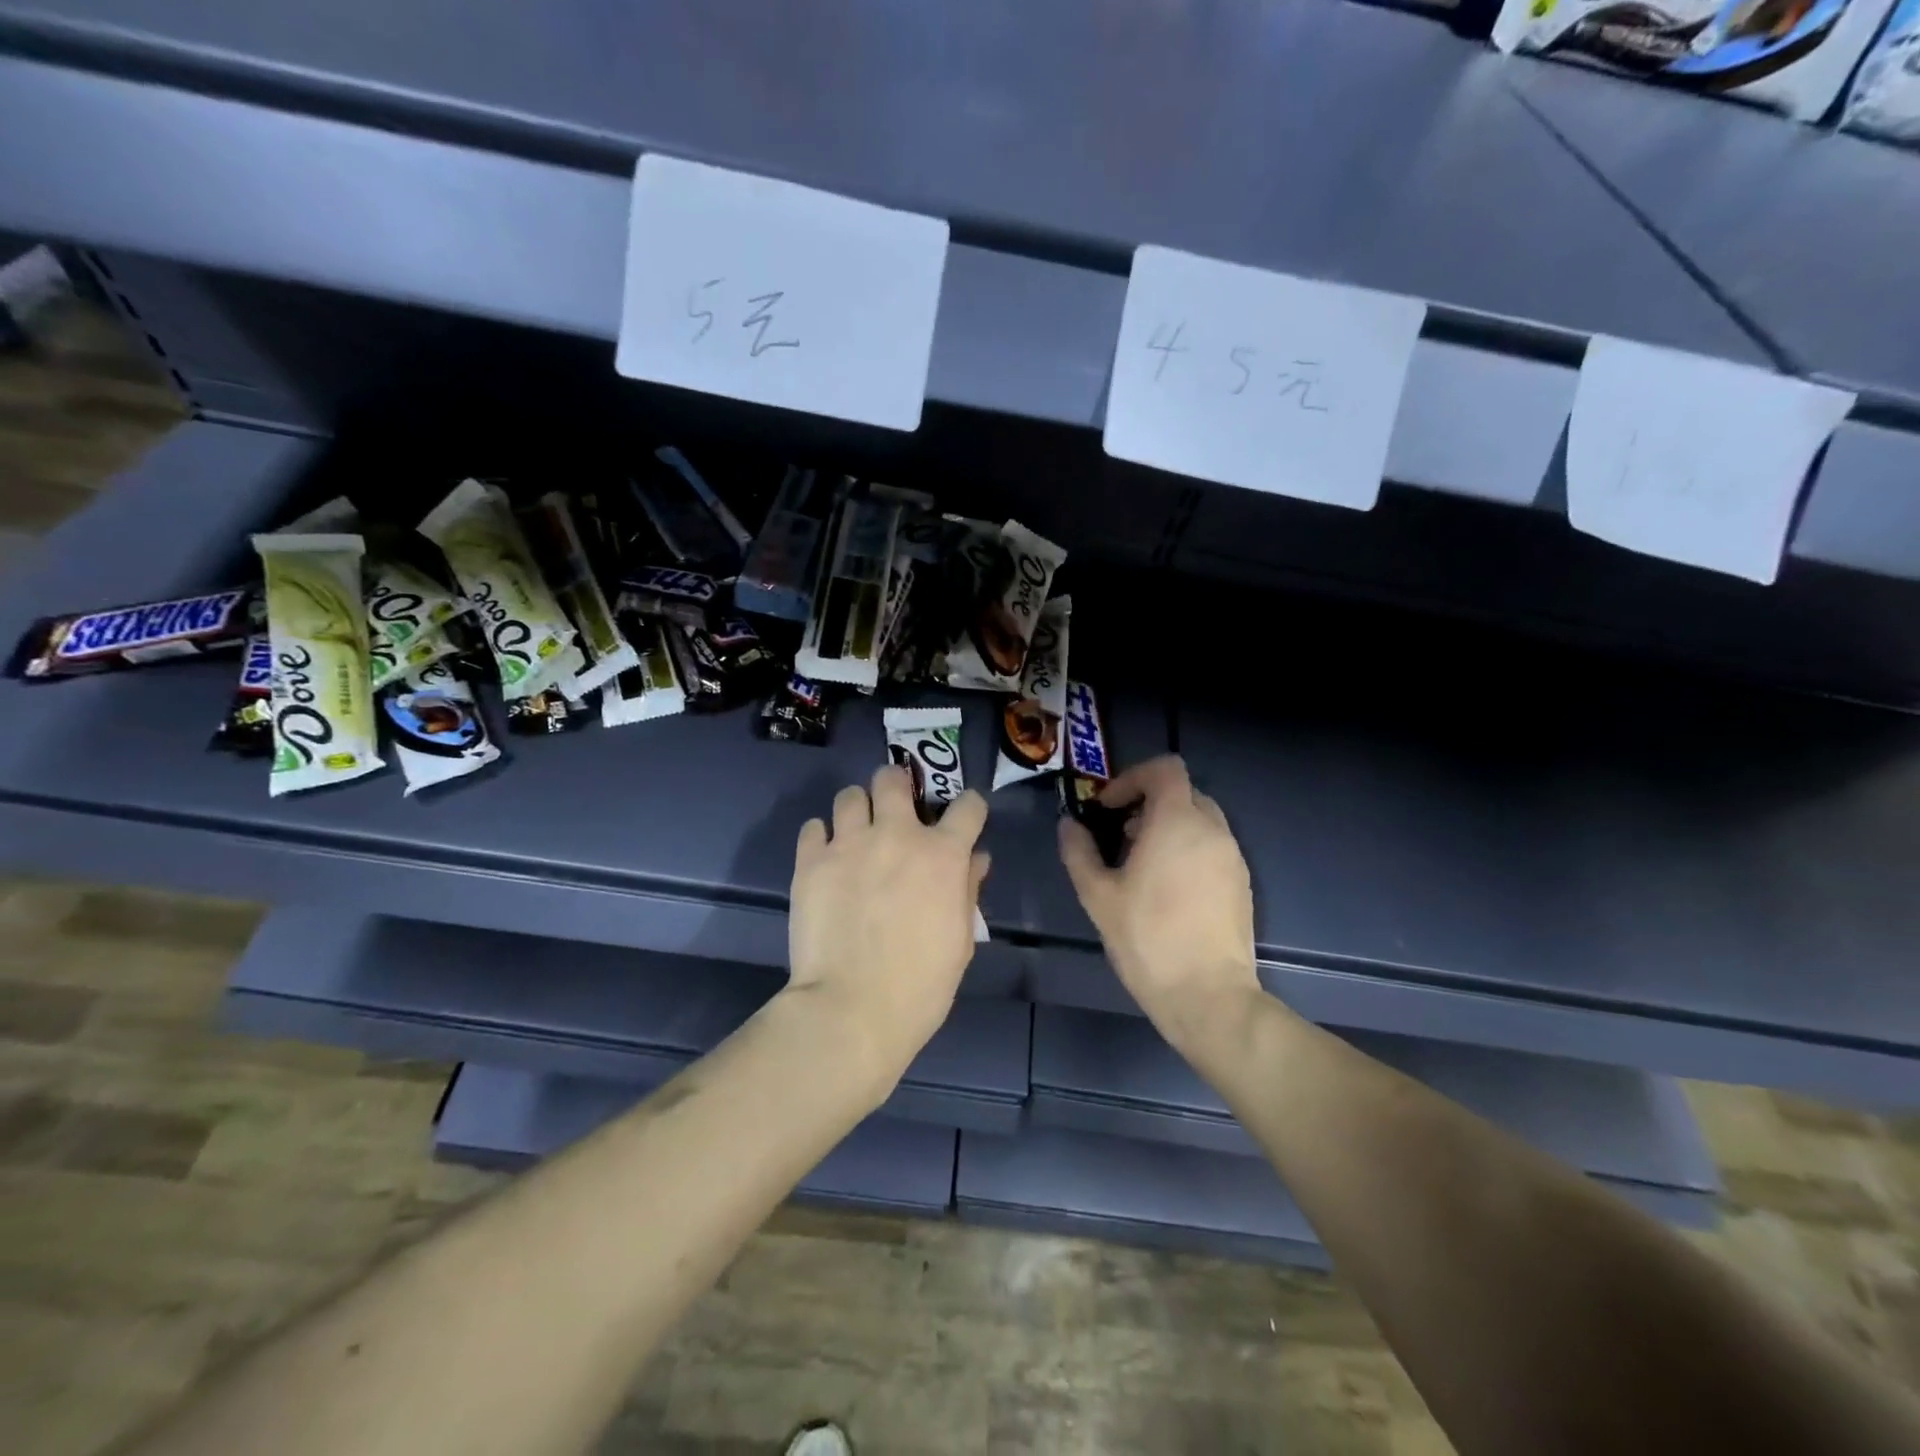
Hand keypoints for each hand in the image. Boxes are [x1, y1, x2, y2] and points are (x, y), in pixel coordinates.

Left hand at [786, 765, 990, 1094]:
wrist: (852, 1010)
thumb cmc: (921, 985)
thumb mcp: (960, 940)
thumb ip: (967, 891)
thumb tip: (975, 860)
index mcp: (942, 854)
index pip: (968, 805)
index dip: (969, 808)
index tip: (964, 819)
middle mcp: (896, 835)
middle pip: (893, 778)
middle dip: (897, 784)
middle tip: (895, 805)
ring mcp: (849, 844)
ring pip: (849, 795)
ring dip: (857, 809)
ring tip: (855, 833)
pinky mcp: (810, 861)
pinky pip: (813, 827)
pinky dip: (821, 837)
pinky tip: (826, 859)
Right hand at [1059, 755, 1262, 1049]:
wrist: (1208, 995)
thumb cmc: (1147, 938)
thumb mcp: (1098, 895)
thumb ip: (1078, 852)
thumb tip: (1069, 825)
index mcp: (1177, 821)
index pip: (1165, 768)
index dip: (1133, 777)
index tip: (1109, 807)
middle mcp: (1212, 829)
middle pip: (1183, 792)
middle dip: (1149, 802)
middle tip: (1121, 834)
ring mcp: (1232, 856)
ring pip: (1200, 820)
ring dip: (1169, 826)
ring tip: (1141, 864)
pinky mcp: (1242, 883)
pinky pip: (1213, 847)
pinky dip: (1188, 849)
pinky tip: (1167, 889)